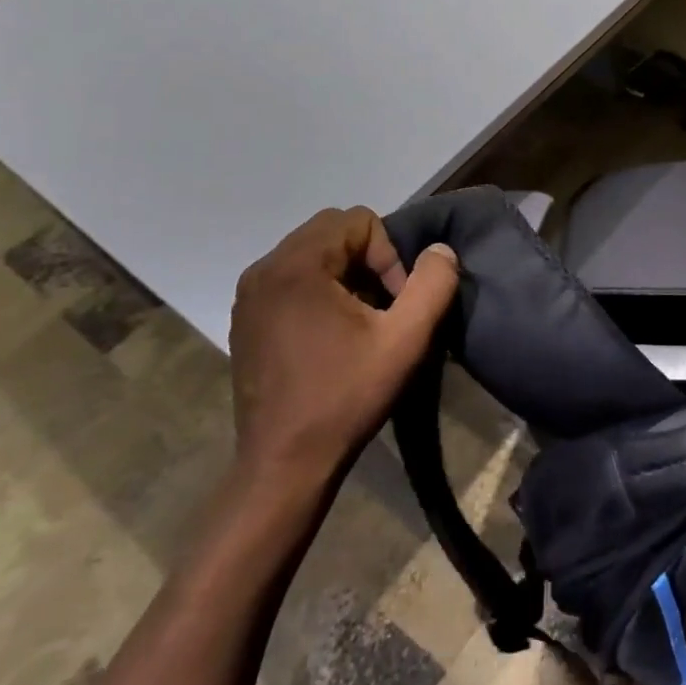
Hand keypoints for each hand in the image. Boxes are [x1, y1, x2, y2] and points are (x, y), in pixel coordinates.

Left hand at [228, 207, 457, 490]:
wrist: (284, 463)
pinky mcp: (245, 319)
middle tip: (381, 308)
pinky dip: (320, 291)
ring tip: (360, 322)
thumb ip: (433, 284)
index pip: (357, 220)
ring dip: (345, 275)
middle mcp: (264, 270)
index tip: (393, 303)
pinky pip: (292, 279)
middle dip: (368, 260)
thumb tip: (440, 251)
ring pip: (311, 254)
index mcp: (296, 266)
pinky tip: (331, 336)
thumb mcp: (407, 339)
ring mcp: (248, 296)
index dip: (388, 255)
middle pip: (331, 231)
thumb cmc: (346, 396)